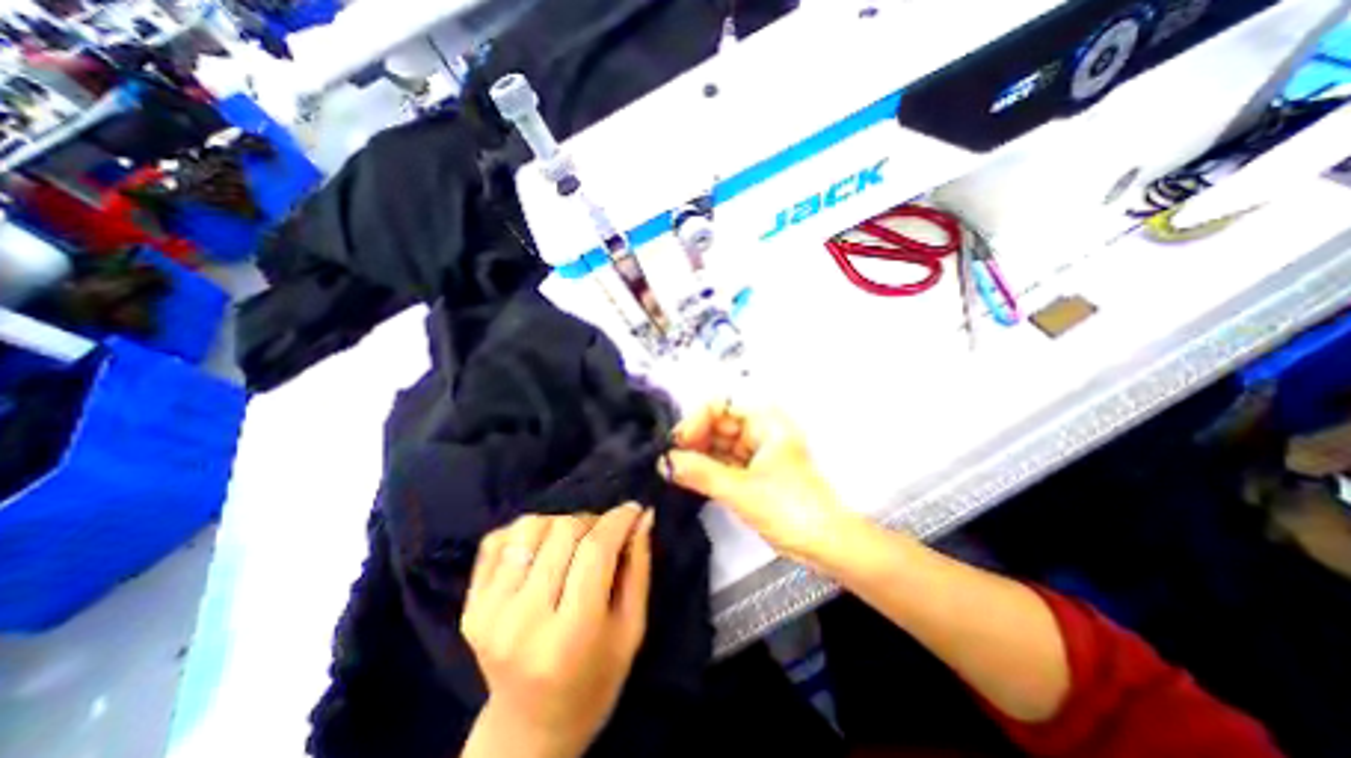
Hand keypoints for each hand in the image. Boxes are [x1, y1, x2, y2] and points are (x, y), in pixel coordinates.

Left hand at [462, 504, 658, 757]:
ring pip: (531, 525)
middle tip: (604, 534)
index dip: (618, 520)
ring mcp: (488, 612)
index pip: (596, 551)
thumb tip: (642, 516)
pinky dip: (526, 532)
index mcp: (570, 636)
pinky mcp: (469, 605)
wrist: (529, 727)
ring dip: (560, 523)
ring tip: (572, 543)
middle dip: (593, 521)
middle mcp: (522, 621)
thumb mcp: (631, 629)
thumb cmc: (594, 678)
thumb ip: (638, 568)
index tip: (633, 509)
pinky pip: (499, 538)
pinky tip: (541, 550)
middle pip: (564, 530)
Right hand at [664, 403, 852, 569]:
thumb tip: (663, 462)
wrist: (828, 545)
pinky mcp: (755, 473)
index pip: (720, 406)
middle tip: (670, 461)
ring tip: (674, 471)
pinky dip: (708, 470)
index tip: (677, 444)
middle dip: (693, 441)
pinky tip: (689, 478)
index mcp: (765, 421)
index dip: (695, 421)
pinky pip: (725, 463)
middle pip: (718, 425)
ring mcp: (758, 452)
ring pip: (719, 446)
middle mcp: (760, 430)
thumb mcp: (741, 489)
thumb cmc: (790, 508)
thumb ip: (700, 473)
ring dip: (698, 457)